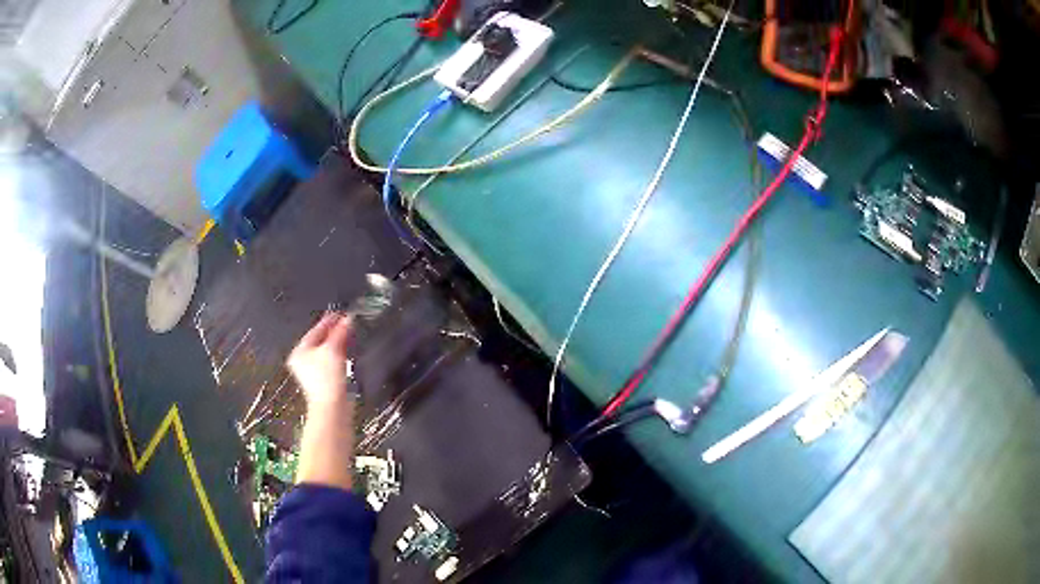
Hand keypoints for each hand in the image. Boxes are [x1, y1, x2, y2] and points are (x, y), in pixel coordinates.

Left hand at [287, 313, 354, 407]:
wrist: (332, 406)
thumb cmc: (326, 379)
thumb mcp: (332, 349)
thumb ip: (339, 332)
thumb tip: (347, 319)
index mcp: (299, 351)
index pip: (315, 330)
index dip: (328, 321)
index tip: (340, 313)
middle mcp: (303, 361)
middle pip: (320, 340)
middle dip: (333, 332)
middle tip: (346, 322)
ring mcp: (313, 372)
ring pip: (326, 351)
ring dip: (337, 342)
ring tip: (348, 334)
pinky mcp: (324, 380)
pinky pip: (331, 361)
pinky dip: (339, 354)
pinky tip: (347, 351)